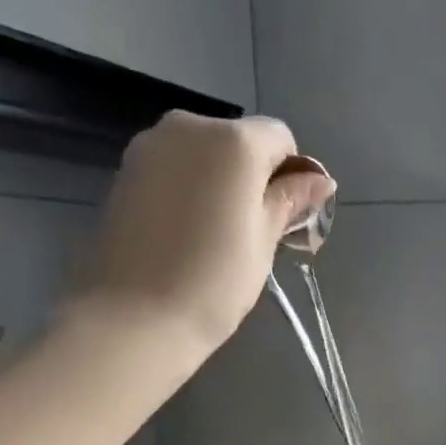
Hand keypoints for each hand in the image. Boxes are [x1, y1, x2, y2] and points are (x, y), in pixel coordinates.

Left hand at [88, 111, 336, 349]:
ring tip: (215, 234)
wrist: (135, 316)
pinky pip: (172, 168)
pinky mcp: (124, 171)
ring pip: (202, 154)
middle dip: (251, 175)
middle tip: (251, 230)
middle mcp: (189, 127)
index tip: (286, 215)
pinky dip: (187, 189)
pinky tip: (184, 232)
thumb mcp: (264, 241)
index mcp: (233, 141)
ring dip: (218, 182)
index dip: (290, 173)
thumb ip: (289, 201)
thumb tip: (321, 180)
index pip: (279, 137)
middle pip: (237, 140)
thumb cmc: (215, 281)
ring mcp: (150, 146)